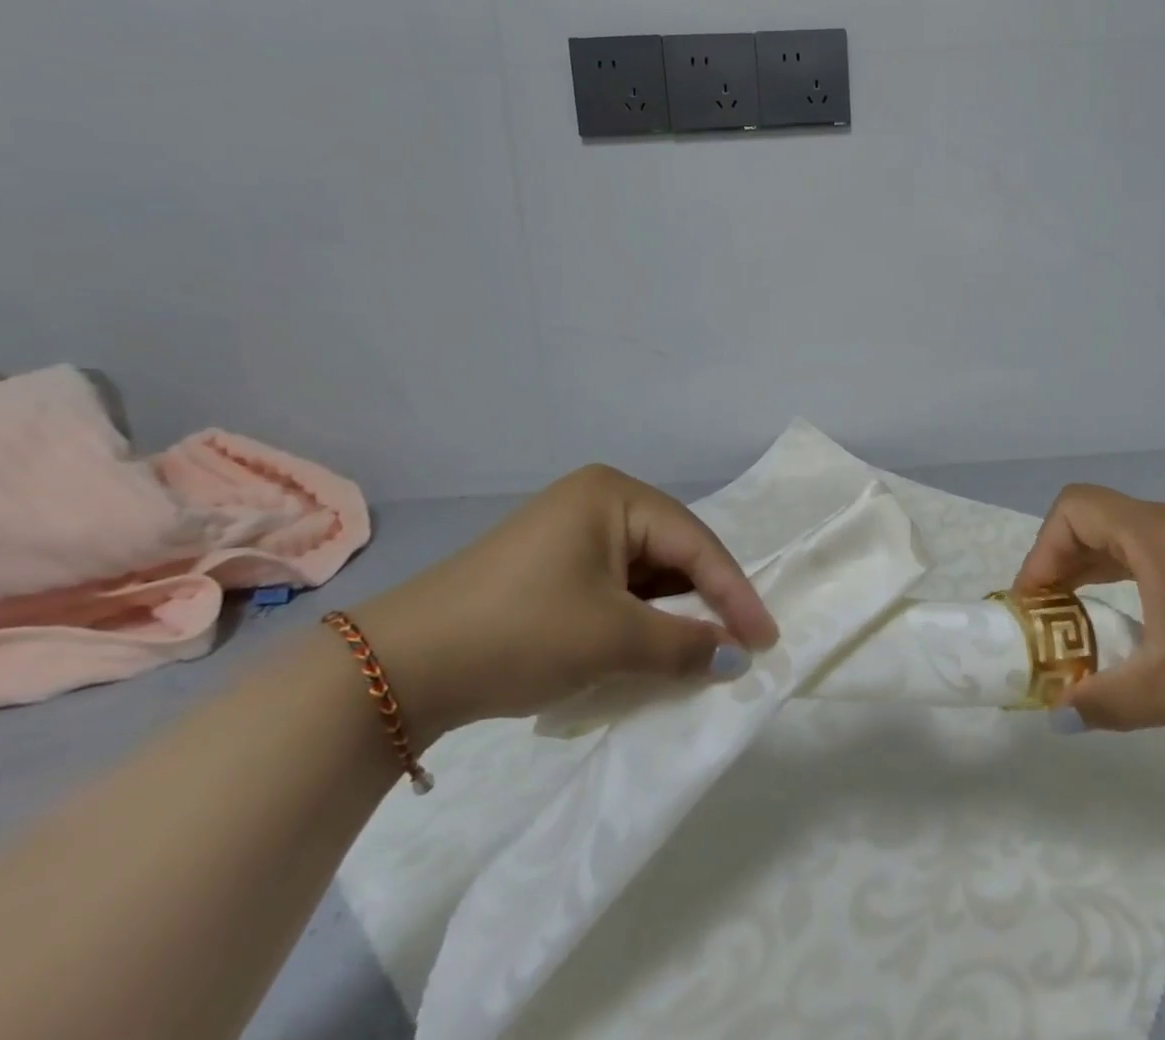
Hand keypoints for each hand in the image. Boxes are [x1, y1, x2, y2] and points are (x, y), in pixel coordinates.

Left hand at [354, 464, 778, 739]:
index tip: (767, 639)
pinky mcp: (550, 566)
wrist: (398, 669)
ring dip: (671, 612)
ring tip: (702, 651)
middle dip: (705, 600)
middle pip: (672, 552)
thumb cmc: (520, 632)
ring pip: (644, 572)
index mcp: (615, 495)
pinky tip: (651, 646)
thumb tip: (739, 659)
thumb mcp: (613, 639)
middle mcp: (597, 501)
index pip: (695, 543)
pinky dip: (637, 617)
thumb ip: (686, 644)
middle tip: (740, 645)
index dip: (735, 593)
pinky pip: (614, 586)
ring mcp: (569, 532)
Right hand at [1013, 484, 1164, 744]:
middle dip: (1062, 562)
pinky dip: (1131, 576)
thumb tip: (1058, 716)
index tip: (1035, 603)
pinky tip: (1143, 623)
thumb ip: (1103, 702)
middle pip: (1097, 519)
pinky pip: (1160, 552)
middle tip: (1050, 615)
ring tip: (1085, 620)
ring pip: (1130, 536)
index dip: (1042, 550)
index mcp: (1155, 534)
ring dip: (1096, 569)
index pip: (1074, 509)